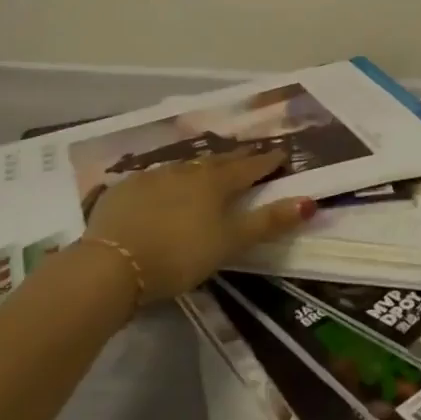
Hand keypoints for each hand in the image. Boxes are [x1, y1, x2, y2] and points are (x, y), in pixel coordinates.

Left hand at [77, 149, 316, 302]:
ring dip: (200, 166)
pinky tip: (162, 187)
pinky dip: (166, 181)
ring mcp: (152, 178)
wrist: (110, 266)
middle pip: (217, 162)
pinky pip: (153, 178)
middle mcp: (186, 171)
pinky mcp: (124, 191)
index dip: (266, 161)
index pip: (249, 167)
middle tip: (248, 155)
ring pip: (184, 167)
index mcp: (215, 182)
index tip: (282, 153)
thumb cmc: (179, 255)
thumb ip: (268, 222)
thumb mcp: (229, 243)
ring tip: (207, 168)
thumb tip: (309, 201)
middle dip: (235, 159)